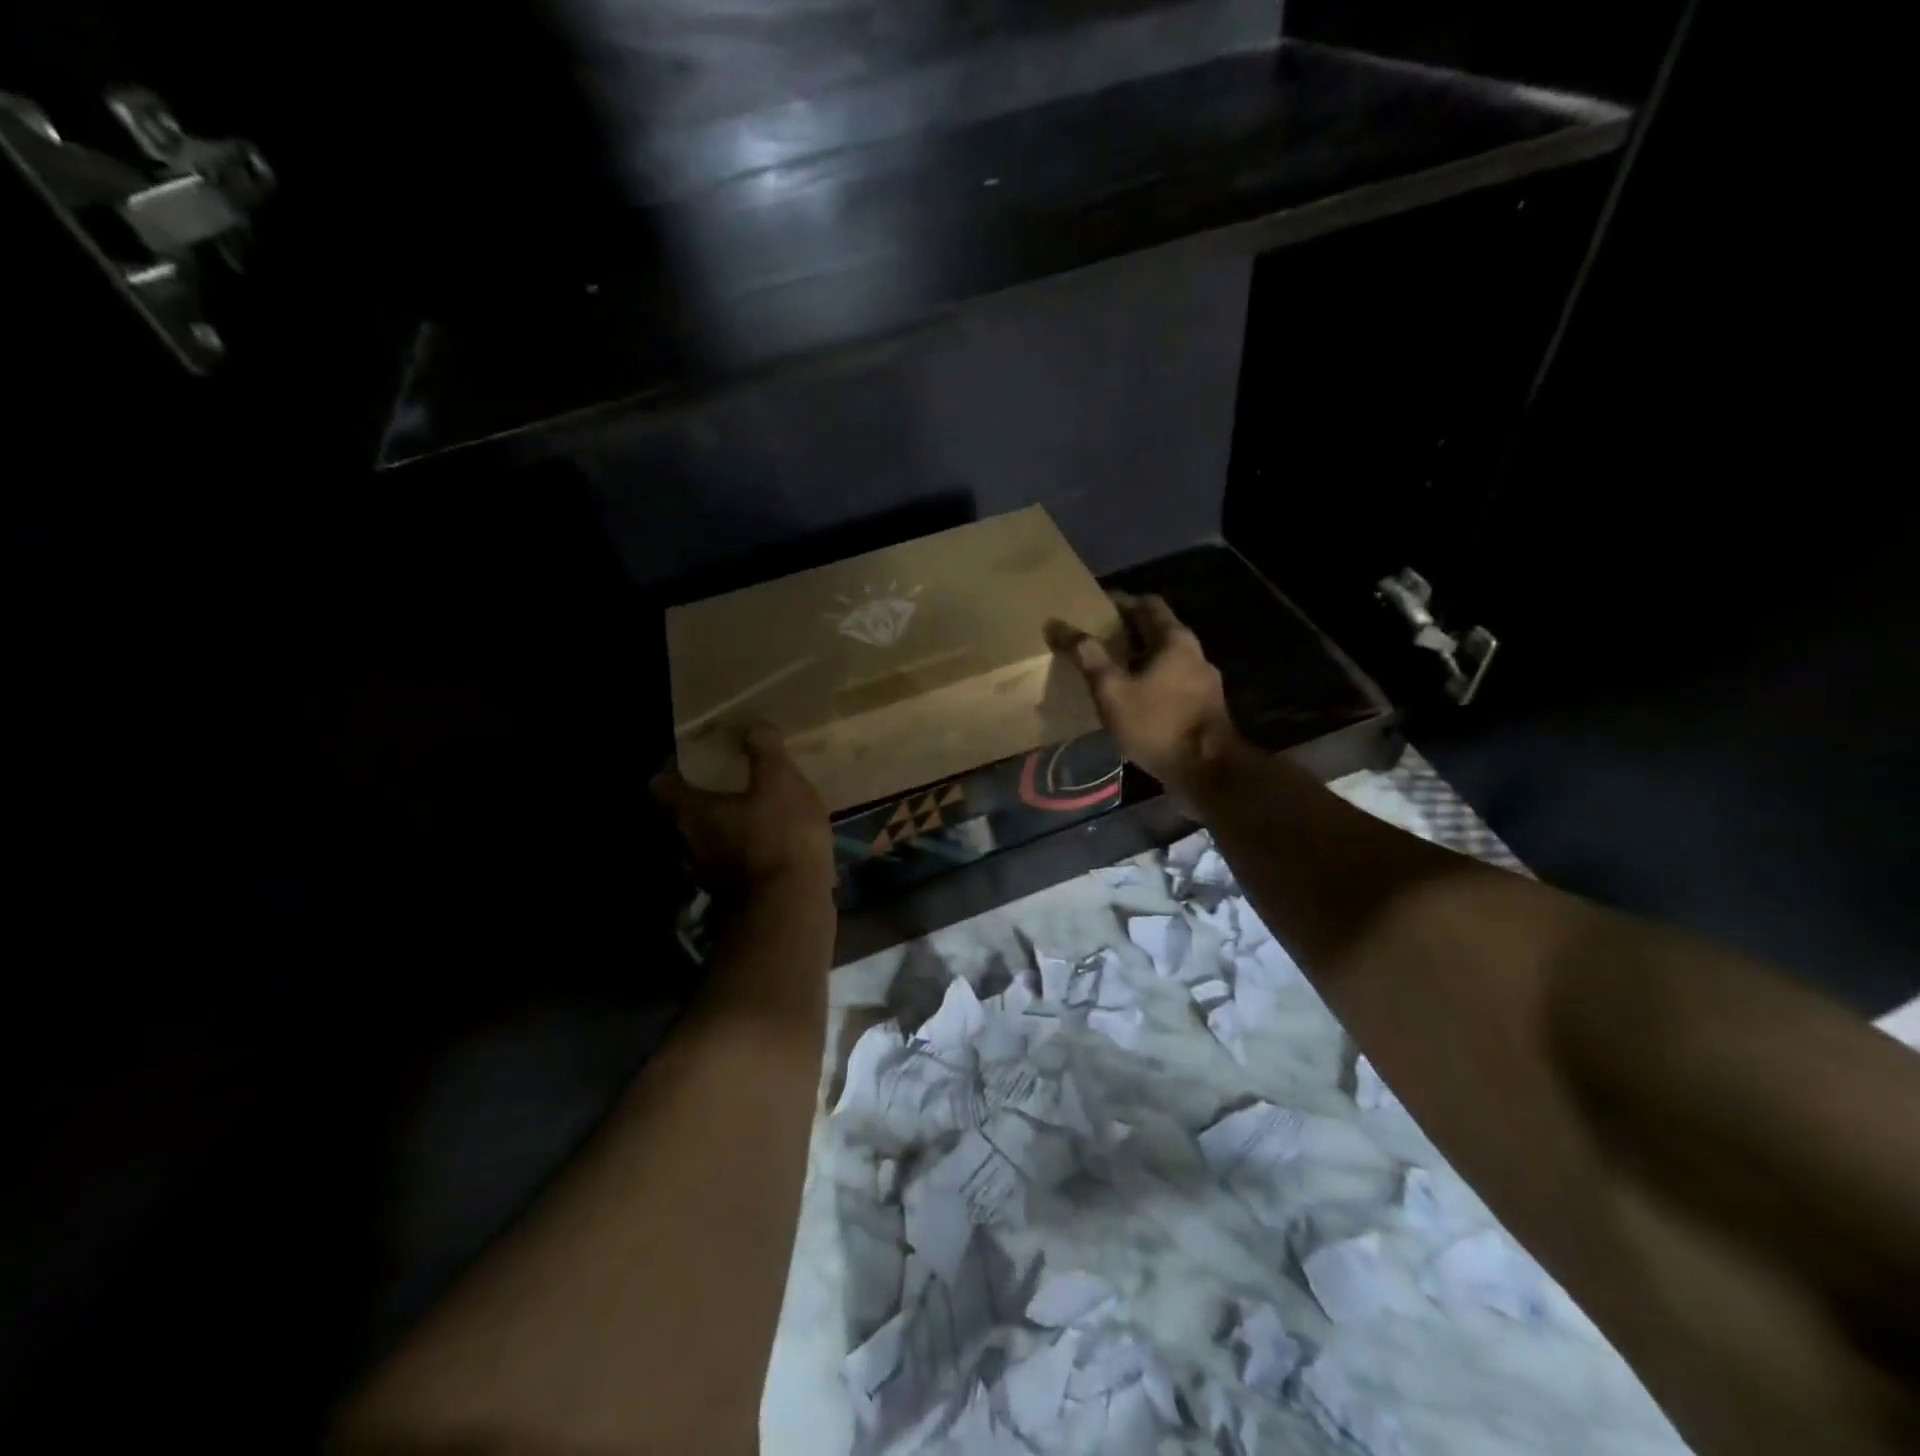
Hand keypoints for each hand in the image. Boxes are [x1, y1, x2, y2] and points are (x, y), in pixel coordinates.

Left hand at [651, 724, 835, 898]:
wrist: (793, 906)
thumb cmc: (780, 836)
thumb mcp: (781, 783)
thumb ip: (765, 752)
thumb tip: (752, 728)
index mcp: (693, 812)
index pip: (662, 784)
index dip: (673, 767)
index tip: (692, 756)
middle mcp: (690, 843)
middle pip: (685, 813)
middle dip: (705, 796)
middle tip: (731, 779)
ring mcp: (709, 873)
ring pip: (709, 839)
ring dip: (726, 826)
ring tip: (756, 811)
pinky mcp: (733, 894)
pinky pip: (732, 862)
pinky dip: (745, 850)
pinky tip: (772, 844)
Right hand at [1045, 593, 1241, 793]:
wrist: (1206, 771)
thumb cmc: (1156, 723)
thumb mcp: (1111, 689)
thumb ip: (1086, 655)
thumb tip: (1056, 624)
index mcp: (1174, 638)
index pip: (1145, 603)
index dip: (1118, 603)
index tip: (1091, 610)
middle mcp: (1193, 652)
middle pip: (1155, 631)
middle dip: (1124, 633)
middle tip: (1092, 641)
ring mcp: (1202, 681)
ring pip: (1164, 659)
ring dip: (1137, 660)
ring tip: (1106, 672)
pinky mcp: (1203, 707)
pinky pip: (1170, 683)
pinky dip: (1149, 683)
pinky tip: (1130, 701)